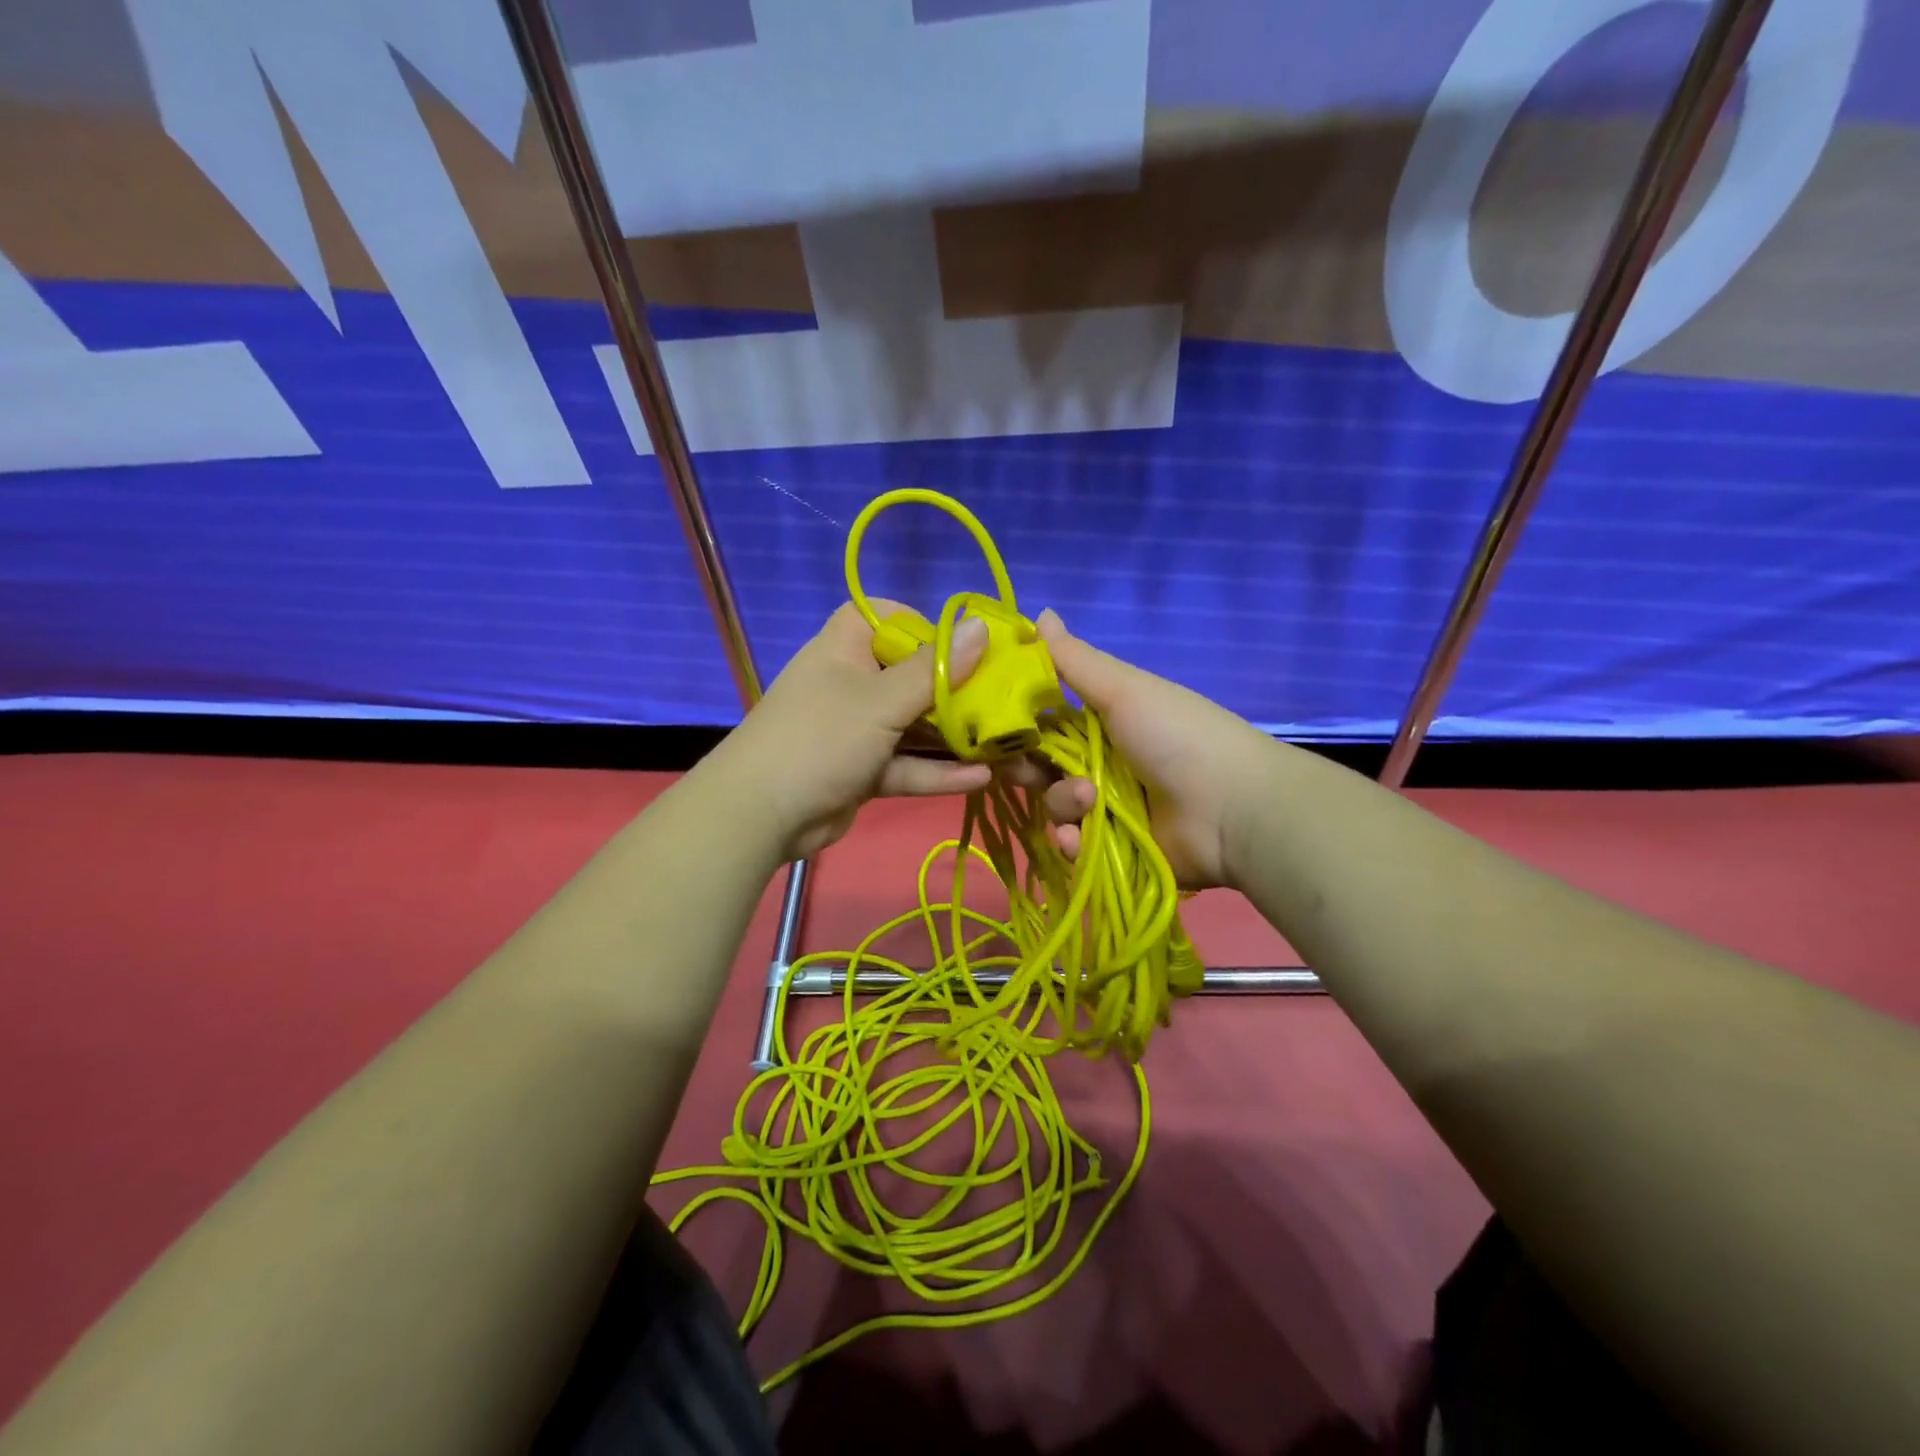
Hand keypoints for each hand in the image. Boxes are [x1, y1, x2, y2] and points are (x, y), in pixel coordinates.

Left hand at [711, 601, 991, 861]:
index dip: (927, 626)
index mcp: (847, 647)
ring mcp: (858, 729)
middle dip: (957, 690)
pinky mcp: (863, 770)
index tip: (967, 645)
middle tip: (1005, 698)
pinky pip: (905, 764)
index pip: (890, 617)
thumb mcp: (881, 701)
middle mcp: (854, 681)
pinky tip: (981, 777)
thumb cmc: (822, 737)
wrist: (762, 815)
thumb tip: (981, 626)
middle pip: (912, 675)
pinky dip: (936, 771)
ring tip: (1004, 742)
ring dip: (953, 736)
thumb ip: (934, 669)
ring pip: (913, 725)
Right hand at [1023, 610, 1276, 889]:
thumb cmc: (1176, 736)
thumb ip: (1074, 659)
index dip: (1017, 724)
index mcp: (1103, 721)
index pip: (1043, 720)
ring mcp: (1108, 809)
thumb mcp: (1123, 689)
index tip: (992, 726)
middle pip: (1041, 766)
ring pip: (1055, 806)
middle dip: (1028, 769)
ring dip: (1063, 804)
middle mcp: (1101, 762)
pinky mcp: (1113, 849)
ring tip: (1089, 803)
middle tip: (1026, 770)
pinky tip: (1081, 840)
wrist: (1233, 809)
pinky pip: (1073, 846)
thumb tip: (1038, 611)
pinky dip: (1073, 843)